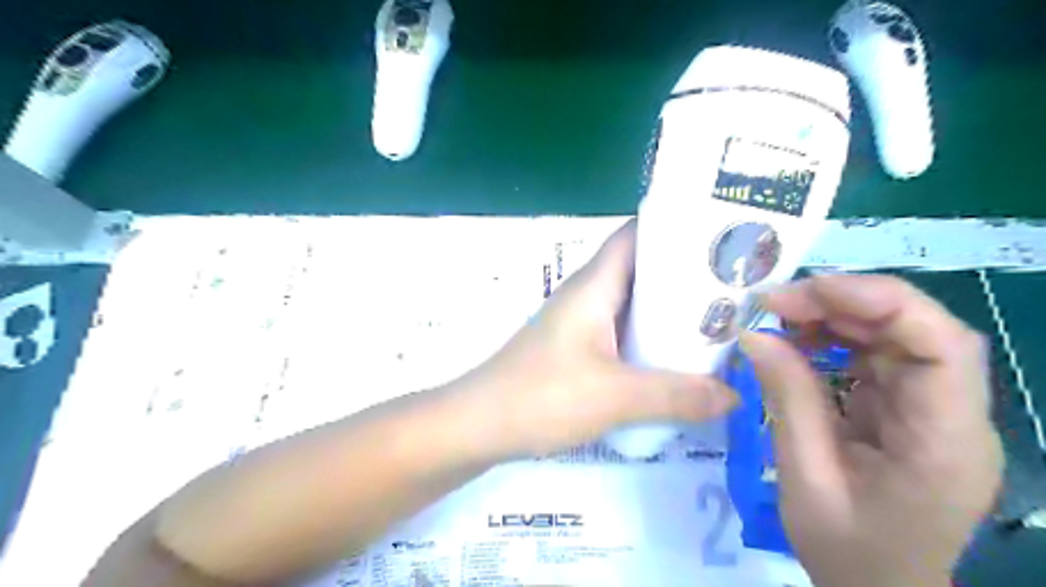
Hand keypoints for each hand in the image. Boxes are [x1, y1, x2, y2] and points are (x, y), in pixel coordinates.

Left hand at [457, 217, 733, 456]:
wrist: (479, 425)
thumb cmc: (542, 396)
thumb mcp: (616, 397)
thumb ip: (677, 395)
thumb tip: (733, 396)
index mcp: (594, 285)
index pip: (636, 234)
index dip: (676, 226)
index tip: (722, 234)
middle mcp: (588, 295)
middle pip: (642, 269)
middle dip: (686, 274)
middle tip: (737, 284)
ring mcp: (580, 323)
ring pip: (633, 304)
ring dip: (670, 311)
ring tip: (720, 320)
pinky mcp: (577, 350)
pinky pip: (623, 333)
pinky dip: (650, 339)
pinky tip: (677, 359)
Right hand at [739, 275, 1000, 586]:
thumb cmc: (847, 549)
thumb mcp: (804, 478)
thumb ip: (787, 401)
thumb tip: (755, 335)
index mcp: (946, 444)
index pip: (943, 347)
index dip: (882, 304)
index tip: (807, 293)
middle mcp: (955, 416)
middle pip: (918, 330)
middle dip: (844, 303)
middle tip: (774, 302)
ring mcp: (933, 408)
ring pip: (896, 334)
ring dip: (836, 315)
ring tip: (778, 315)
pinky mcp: (908, 406)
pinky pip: (876, 354)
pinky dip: (834, 337)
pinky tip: (797, 338)